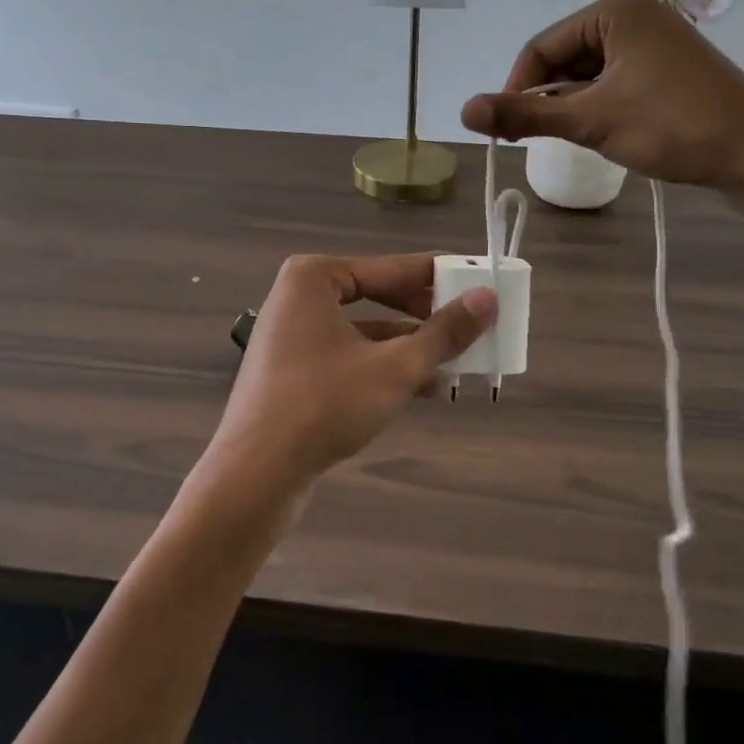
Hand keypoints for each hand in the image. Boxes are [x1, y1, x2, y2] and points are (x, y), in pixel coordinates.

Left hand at [205, 254, 495, 499]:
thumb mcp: (394, 368)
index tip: (480, 282)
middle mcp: (300, 298)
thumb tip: (488, 299)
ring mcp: (295, 335)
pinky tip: (428, 388)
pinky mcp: (296, 371)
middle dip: (426, 316)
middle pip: (379, 296)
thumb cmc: (324, 406)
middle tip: (472, 324)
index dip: (440, 277)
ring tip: (460, 360)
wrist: (255, 475)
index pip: (392, 268)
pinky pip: (351, 356)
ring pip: (367, 331)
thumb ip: (443, 333)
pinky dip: (386, 367)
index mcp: (314, 278)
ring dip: (412, 346)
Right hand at [460, 0, 743, 199]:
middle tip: (546, 138)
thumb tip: (462, 111)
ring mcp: (655, 40)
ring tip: (582, 138)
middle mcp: (634, 13)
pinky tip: (607, 133)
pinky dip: (599, 106)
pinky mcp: (668, 67)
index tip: (507, 130)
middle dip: (550, 98)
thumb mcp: (591, 120)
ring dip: (574, 106)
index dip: (517, 88)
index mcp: (615, 9)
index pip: (541, 46)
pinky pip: (614, 81)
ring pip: (588, 73)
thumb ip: (524, 114)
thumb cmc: (673, 127)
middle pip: (564, 57)